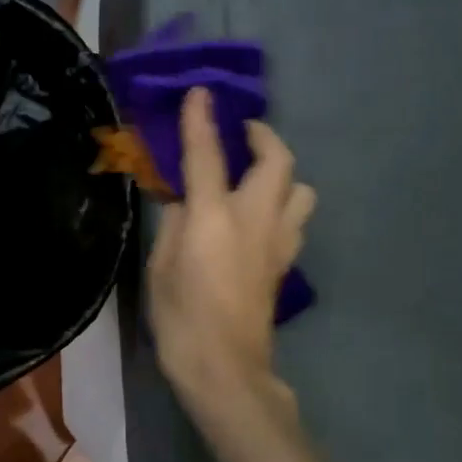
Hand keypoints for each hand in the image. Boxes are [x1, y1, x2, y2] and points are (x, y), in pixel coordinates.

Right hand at [148, 88, 315, 421]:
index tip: (200, 92)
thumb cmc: (181, 319)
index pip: (207, 155)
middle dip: (262, 136)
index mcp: (214, 218)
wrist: (225, 369)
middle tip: (241, 134)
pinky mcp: (286, 262)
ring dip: (282, 173)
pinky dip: (282, 205)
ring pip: (301, 189)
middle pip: (277, 160)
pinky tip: (258, 218)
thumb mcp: (160, 267)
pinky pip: (294, 219)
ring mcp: (278, 242)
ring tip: (255, 178)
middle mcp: (254, 220)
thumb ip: (174, 223)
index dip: (201, 120)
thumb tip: (185, 200)